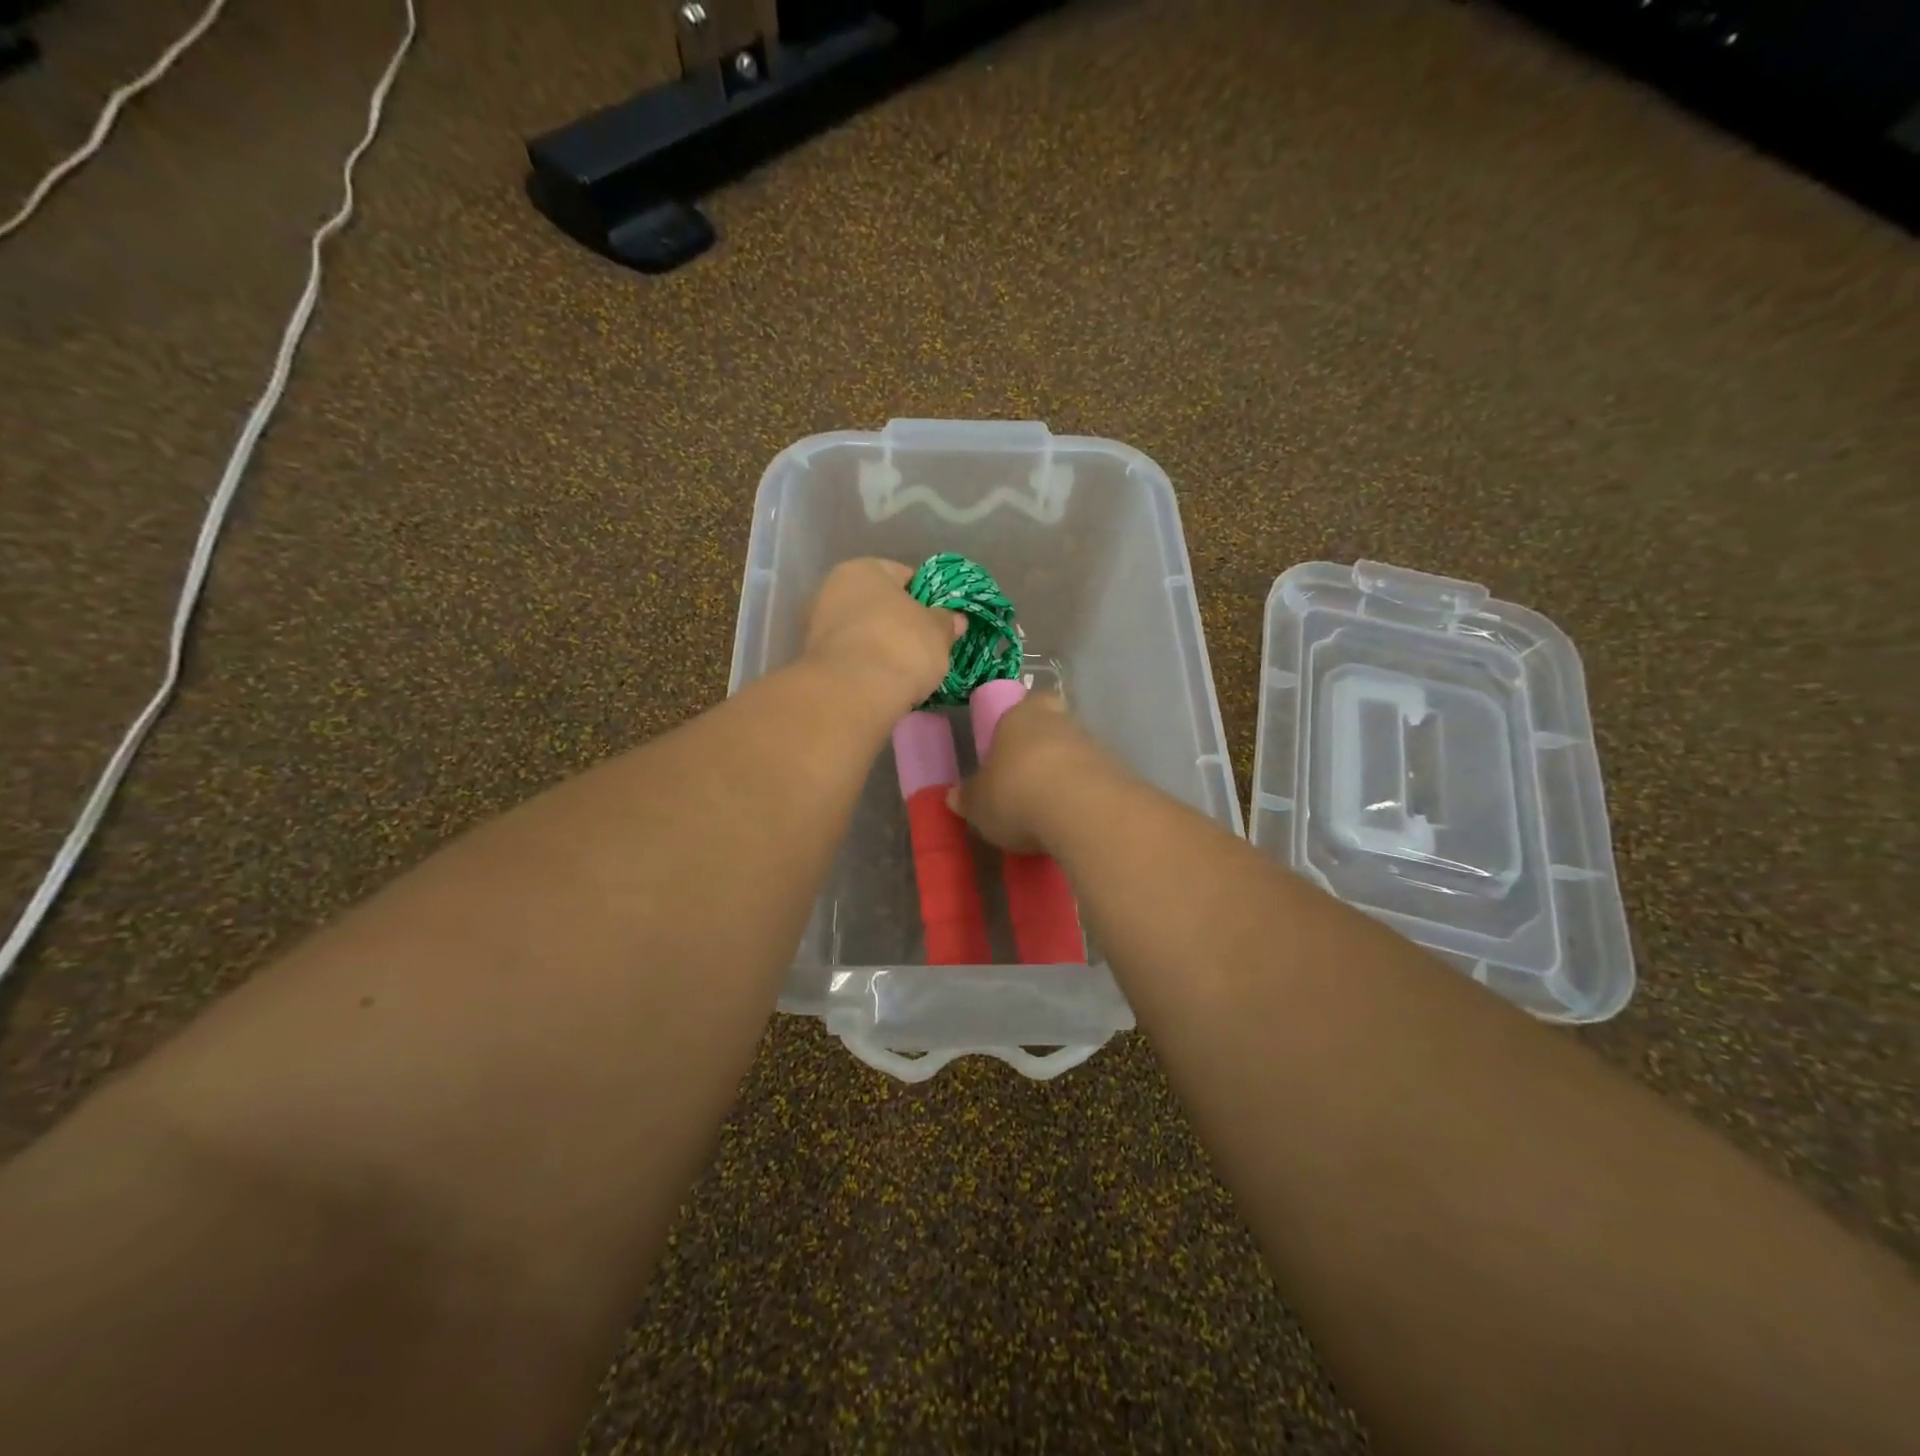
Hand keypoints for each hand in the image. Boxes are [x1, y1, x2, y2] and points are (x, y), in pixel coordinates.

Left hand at [800, 559, 962, 717]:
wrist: (853, 693)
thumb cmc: (900, 646)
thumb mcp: (938, 632)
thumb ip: (946, 621)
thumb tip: (954, 619)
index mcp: (862, 569)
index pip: (902, 575)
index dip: (926, 596)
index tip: (940, 619)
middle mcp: (831, 589)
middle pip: (877, 604)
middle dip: (899, 622)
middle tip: (924, 645)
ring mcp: (816, 626)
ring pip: (861, 632)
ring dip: (879, 645)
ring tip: (905, 669)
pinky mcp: (812, 661)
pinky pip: (850, 657)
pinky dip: (865, 666)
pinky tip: (883, 682)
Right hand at [949, 691, 1117, 853]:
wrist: (1082, 811)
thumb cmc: (1016, 793)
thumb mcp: (978, 803)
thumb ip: (968, 797)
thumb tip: (955, 796)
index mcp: (1020, 716)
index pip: (1028, 702)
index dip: (1023, 718)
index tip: (1014, 742)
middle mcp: (1060, 722)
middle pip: (1054, 727)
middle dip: (1044, 749)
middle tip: (1027, 778)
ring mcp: (1094, 746)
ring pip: (1076, 754)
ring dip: (1065, 775)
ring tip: (1048, 810)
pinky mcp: (1119, 775)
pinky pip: (1095, 782)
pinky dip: (1084, 798)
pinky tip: (1071, 822)